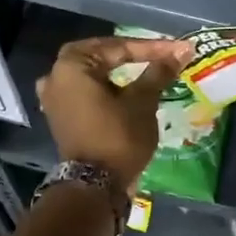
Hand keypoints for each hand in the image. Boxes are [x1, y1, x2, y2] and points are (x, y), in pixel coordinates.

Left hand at [38, 35, 188, 186]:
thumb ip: (158, 71)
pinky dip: (107, 87)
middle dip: (133, 54)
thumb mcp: (142, 101)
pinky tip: (124, 89)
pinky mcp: (61, 116)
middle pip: (102, 55)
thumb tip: (181, 51)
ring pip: (93, 74)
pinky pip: (86, 91)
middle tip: (162, 54)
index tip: (180, 49)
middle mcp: (56, 76)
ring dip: (119, 70)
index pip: (119, 48)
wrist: (95, 186)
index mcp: (72, 65)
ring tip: (147, 68)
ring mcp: (54, 97)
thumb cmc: (118, 137)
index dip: (153, 48)